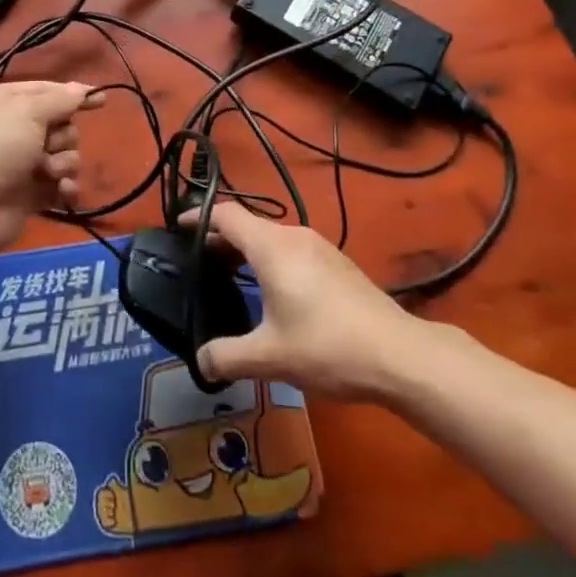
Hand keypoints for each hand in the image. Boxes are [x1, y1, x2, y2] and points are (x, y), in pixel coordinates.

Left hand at [0, 82, 101, 260]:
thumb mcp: (28, 111)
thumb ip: (60, 99)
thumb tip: (82, 89)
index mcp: (4, 101)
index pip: (46, 90)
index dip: (73, 95)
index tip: (101, 99)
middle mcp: (11, 129)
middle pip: (59, 124)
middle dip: (63, 135)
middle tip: (49, 145)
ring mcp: (20, 163)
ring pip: (64, 155)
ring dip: (63, 162)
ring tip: (48, 171)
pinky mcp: (29, 194)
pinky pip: (60, 184)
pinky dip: (65, 187)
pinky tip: (63, 191)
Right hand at [191, 202, 450, 401]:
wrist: (399, 354)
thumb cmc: (327, 347)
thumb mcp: (270, 357)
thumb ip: (227, 356)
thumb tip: (200, 361)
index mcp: (271, 247)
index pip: (226, 215)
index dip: (198, 217)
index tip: (176, 228)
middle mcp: (293, 236)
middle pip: (248, 225)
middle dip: (220, 239)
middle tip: (197, 263)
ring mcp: (319, 247)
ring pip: (271, 238)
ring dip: (247, 251)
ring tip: (229, 277)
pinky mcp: (337, 263)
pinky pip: (291, 250)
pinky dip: (270, 260)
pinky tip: (272, 293)